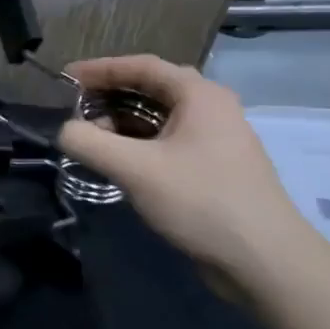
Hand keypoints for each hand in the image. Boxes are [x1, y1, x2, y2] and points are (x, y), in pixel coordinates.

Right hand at [57, 55, 321, 294]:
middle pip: (151, 88)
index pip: (142, 66)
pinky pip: (168, 141)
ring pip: (159, 117)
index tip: (65, 77)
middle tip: (73, 106)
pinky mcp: (214, 168)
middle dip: (109, 95)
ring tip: (90, 136)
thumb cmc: (201, 201)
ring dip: (122, 122)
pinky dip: (138, 143)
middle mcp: (211, 108)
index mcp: (199, 95)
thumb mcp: (135, 169)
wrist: (265, 262)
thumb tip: (63, 130)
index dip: (100, 68)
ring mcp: (216, 139)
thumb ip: (89, 142)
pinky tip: (118, 161)